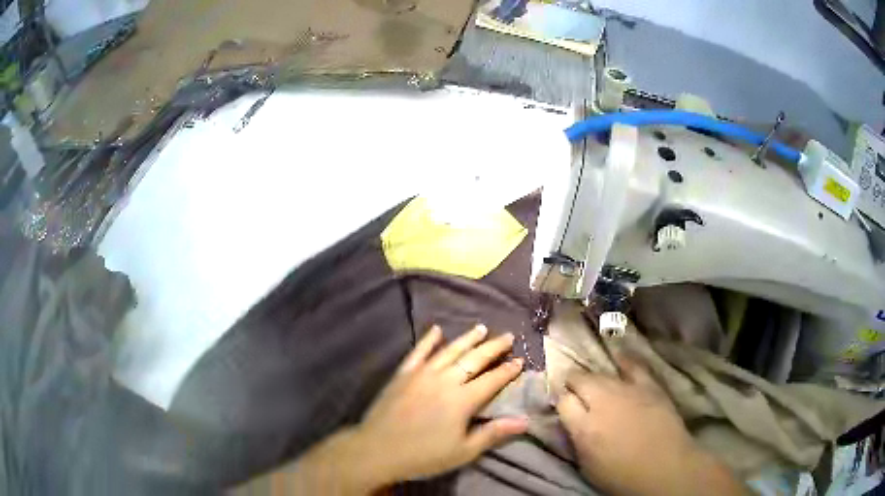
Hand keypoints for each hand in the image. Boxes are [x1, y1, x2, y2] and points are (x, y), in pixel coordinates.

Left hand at [356, 324, 527, 484]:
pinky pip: (418, 352)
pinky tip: (436, 329)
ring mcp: (422, 374)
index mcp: (462, 400)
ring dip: (467, 338)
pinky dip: (428, 340)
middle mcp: (445, 380)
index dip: (508, 370)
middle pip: (474, 359)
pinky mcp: (403, 374)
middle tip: (508, 336)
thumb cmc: (424, 456)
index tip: (521, 360)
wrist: (377, 450)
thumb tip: (525, 420)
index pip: (492, 380)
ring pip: (449, 350)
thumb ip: (494, 433)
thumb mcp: (463, 451)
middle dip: (493, 347)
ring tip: (481, 328)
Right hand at [556, 355, 745, 495]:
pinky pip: (633, 365)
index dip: (561, 401)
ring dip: (594, 377)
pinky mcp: (649, 385)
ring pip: (603, 373)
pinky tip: (617, 355)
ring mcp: (628, 391)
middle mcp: (603, 403)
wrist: (665, 468)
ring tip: (593, 381)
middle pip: (580, 380)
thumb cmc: (622, 476)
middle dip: (573, 383)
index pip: (563, 401)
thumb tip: (572, 421)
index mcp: (584, 428)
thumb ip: (576, 439)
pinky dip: (623, 360)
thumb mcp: (587, 465)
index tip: (563, 405)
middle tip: (574, 390)